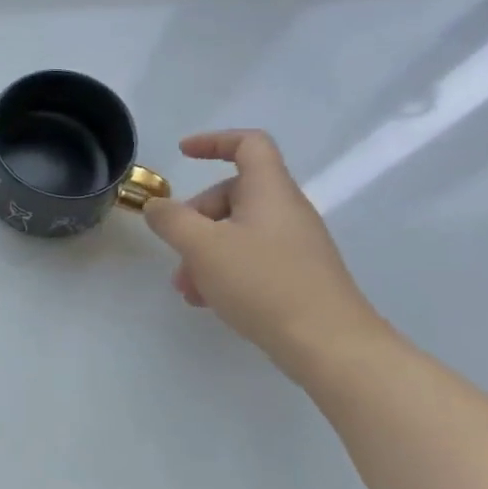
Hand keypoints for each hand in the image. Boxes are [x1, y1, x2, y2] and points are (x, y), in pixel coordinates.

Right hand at [142, 130, 382, 379]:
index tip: (182, 154)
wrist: (331, 347)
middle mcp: (287, 211)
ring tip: (186, 288)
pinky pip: (252, 259)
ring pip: (238, 231)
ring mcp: (296, 246)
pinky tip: (209, 302)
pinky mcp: (300, 277)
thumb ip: (171, 220)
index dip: (214, 141)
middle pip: (233, 194)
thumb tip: (156, 206)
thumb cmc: (264, 283)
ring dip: (204, 251)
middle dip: (195, 217)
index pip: (248, 144)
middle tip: (175, 248)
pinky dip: (225, 270)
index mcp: (270, 191)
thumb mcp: (202, 247)